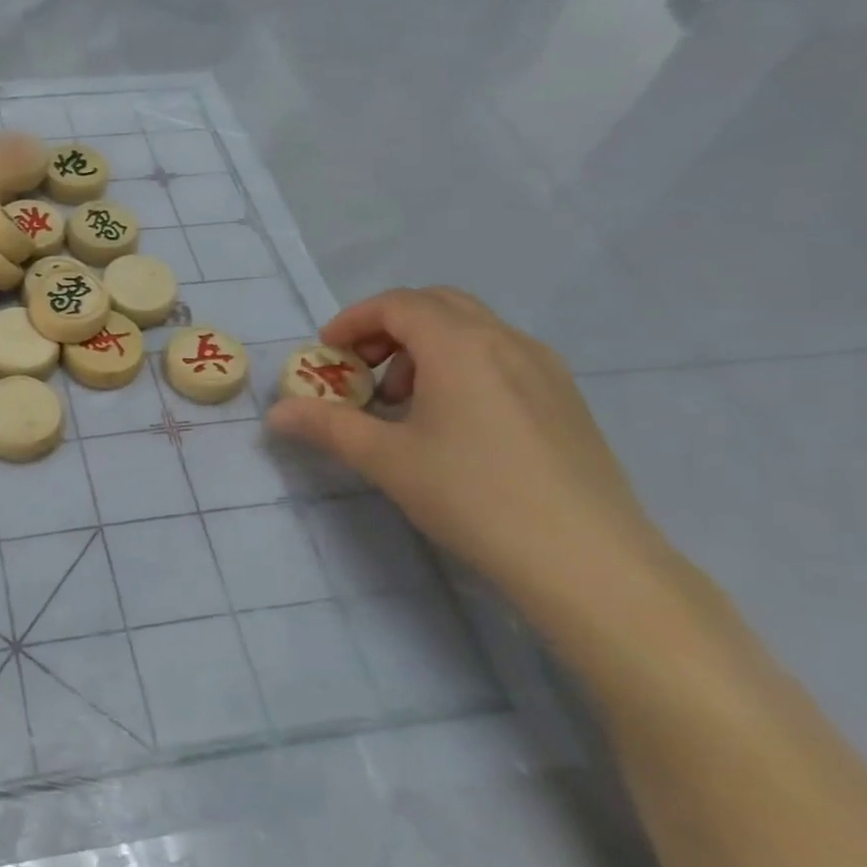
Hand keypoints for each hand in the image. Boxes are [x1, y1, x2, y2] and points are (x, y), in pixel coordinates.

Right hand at [267, 287, 670, 605]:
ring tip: (404, 402)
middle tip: (361, 369)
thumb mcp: (386, 460)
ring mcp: (544, 368)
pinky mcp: (565, 399)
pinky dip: (461, 365)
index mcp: (460, 344)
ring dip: (424, 347)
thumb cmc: (474, 497)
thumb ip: (327, 426)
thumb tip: (276, 414)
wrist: (589, 562)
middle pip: (435, 305)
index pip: (396, 304)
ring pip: (471, 329)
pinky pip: (501, 356)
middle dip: (387, 328)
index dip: (353, 321)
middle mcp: (505, 340)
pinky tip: (454, 422)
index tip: (326, 354)